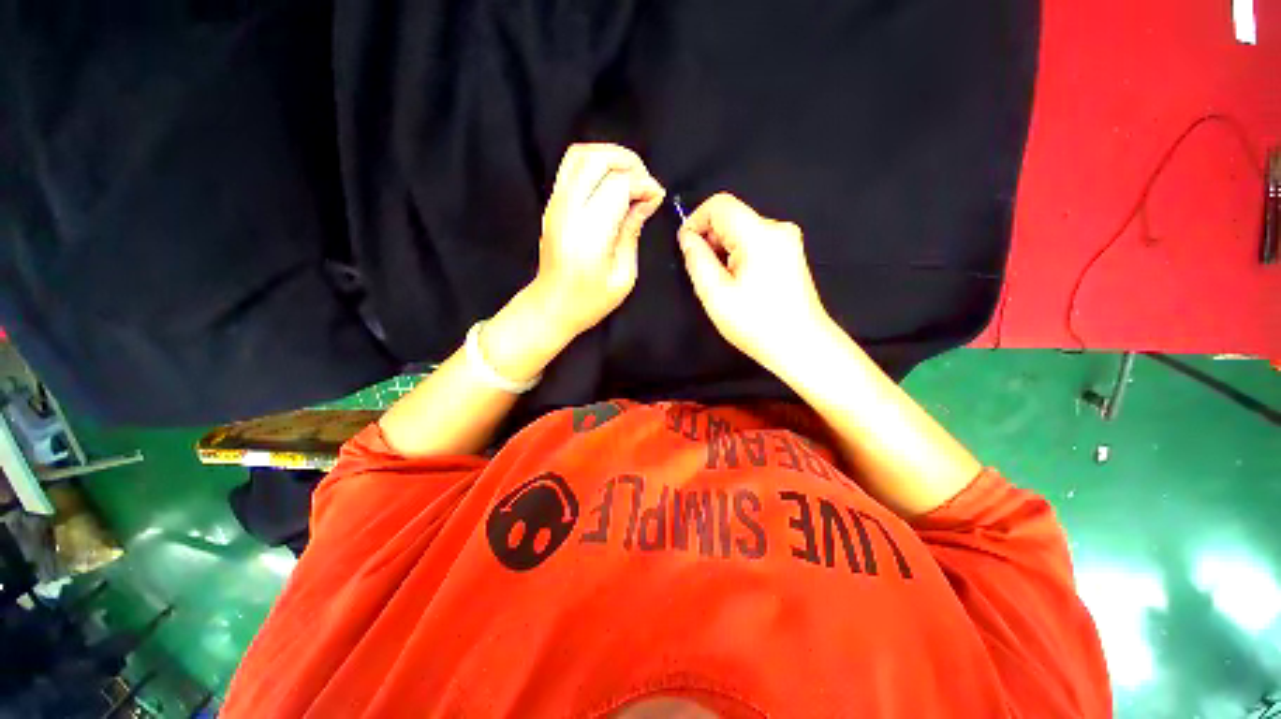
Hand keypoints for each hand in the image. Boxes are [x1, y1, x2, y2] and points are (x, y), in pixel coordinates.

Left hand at [533, 143, 664, 338]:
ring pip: (581, 155)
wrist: (552, 306)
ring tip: (631, 178)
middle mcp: (568, 211)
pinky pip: (572, 167)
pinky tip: (612, 184)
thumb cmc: (589, 300)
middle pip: (597, 159)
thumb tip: (647, 200)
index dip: (643, 184)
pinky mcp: (552, 204)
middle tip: (646, 183)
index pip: (618, 185)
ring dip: (611, 157)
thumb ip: (633, 231)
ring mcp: (555, 205)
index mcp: (589, 234)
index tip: (656, 197)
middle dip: (629, 162)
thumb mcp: (623, 275)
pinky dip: (596, 165)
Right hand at [678, 193, 834, 372]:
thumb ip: (697, 260)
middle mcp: (778, 228)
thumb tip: (687, 238)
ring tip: (721, 282)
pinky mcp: (791, 254)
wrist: (801, 346)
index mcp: (759, 234)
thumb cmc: (756, 323)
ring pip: (743, 231)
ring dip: (724, 249)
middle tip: (702, 272)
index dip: (696, 219)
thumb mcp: (715, 294)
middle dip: (710, 238)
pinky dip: (739, 255)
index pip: (720, 204)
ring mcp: (788, 241)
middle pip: (732, 216)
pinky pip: (756, 242)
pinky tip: (738, 283)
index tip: (686, 247)